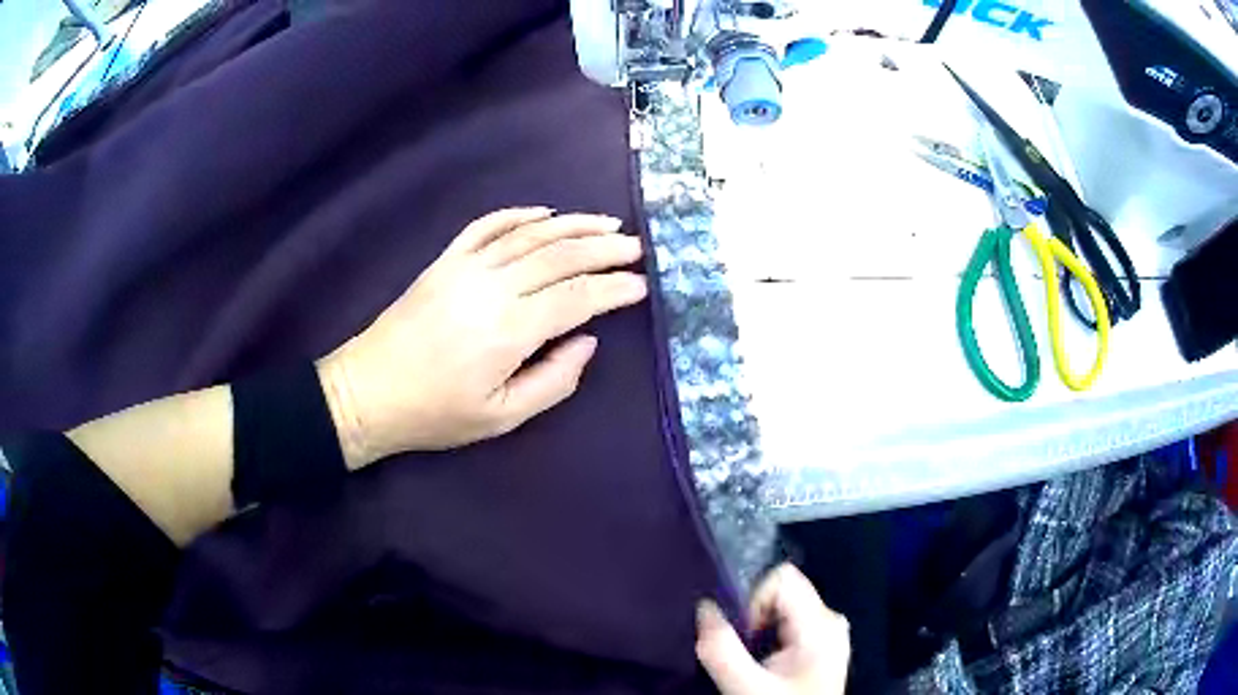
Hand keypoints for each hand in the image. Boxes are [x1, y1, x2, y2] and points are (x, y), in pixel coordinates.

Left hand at [318, 207, 646, 468]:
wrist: (369, 391)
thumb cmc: (436, 413)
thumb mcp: (501, 418)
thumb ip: (553, 381)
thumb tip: (586, 342)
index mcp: (509, 330)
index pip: (577, 298)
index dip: (613, 289)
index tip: (641, 286)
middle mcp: (492, 287)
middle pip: (560, 256)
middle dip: (604, 248)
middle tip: (637, 247)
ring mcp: (465, 267)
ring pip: (530, 234)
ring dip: (573, 225)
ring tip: (607, 222)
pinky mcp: (445, 261)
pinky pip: (487, 226)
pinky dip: (519, 214)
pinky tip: (544, 212)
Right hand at [696, 564, 849, 694]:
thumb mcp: (747, 687)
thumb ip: (721, 649)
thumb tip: (703, 608)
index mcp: (821, 623)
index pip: (782, 578)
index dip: (751, 600)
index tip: (740, 636)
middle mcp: (830, 619)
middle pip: (782, 591)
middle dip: (753, 617)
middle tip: (743, 652)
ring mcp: (829, 631)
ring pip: (783, 608)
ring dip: (758, 629)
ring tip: (752, 661)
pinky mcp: (821, 644)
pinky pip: (788, 623)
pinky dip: (768, 637)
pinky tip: (765, 664)